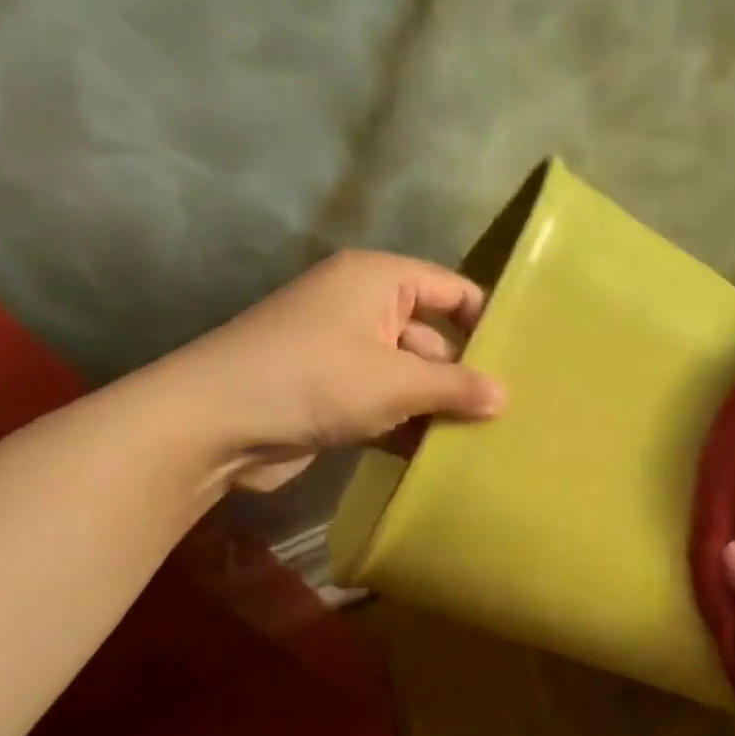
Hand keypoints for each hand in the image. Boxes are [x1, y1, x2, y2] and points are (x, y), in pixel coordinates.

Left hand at [158, 250, 505, 490]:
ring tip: (484, 438)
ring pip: (410, 374)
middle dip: (464, 374)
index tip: (522, 359)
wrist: (211, 424)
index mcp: (378, 280)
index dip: (486, 320)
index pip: (451, 289)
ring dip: (437, 405)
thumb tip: (505, 397)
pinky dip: (408, 423)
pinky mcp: (331, 392)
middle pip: (432, 336)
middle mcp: (362, 307)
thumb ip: (455, 386)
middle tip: (509, 412)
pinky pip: (385, 401)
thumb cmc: (313, 380)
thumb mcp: (395, 381)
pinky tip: (439, 455)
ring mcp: (344, 351)